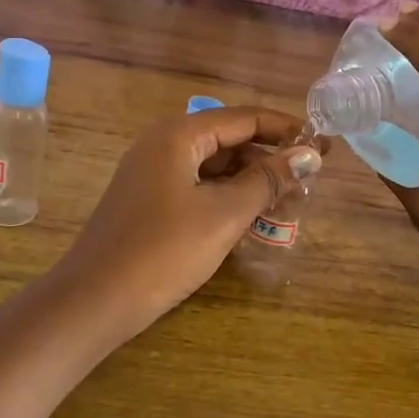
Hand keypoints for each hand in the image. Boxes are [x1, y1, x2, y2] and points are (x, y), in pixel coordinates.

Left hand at [57, 106, 323, 333]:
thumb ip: (267, 180)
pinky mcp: (148, 202)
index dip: (285, 129)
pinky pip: (196, 187)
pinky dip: (226, 197)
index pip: (243, 118)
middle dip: (269, 157)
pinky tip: (251, 217)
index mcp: (178, 135)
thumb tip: (309, 154)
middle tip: (309, 180)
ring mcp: (151, 174)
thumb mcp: (224, 214)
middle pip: (227, 139)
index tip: (323, 145)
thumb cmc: (164, 250)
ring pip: (212, 166)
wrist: (96, 299)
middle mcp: (162, 144)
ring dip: (249, 180)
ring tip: (288, 201)